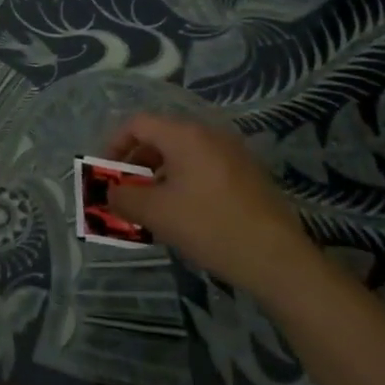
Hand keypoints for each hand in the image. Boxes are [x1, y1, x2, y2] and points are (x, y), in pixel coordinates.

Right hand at [103, 113, 317, 296]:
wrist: (278, 260)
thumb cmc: (210, 227)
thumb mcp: (156, 214)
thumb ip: (123, 198)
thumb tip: (108, 193)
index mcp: (185, 135)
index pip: (137, 124)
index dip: (114, 145)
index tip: (106, 173)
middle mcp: (209, 133)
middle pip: (161, 136)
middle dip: (137, 162)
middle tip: (126, 191)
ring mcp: (233, 152)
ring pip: (183, 153)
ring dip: (160, 174)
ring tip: (153, 207)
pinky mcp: (248, 174)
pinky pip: (204, 166)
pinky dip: (185, 181)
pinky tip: (185, 213)